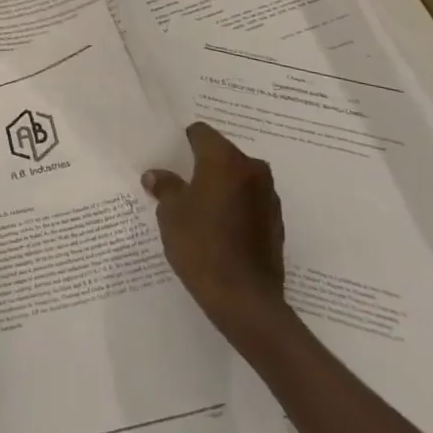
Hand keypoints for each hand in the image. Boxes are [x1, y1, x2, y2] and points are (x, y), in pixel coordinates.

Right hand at [144, 122, 285, 329]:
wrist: (245, 300)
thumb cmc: (201, 245)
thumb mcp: (171, 213)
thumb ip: (165, 187)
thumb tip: (156, 176)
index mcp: (225, 159)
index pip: (201, 133)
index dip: (183, 142)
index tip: (170, 156)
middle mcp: (252, 170)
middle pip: (222, 154)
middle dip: (203, 165)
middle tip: (181, 182)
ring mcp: (268, 197)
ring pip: (238, 179)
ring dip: (221, 186)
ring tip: (199, 208)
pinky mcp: (276, 223)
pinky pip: (249, 202)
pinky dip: (235, 207)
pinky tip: (219, 229)